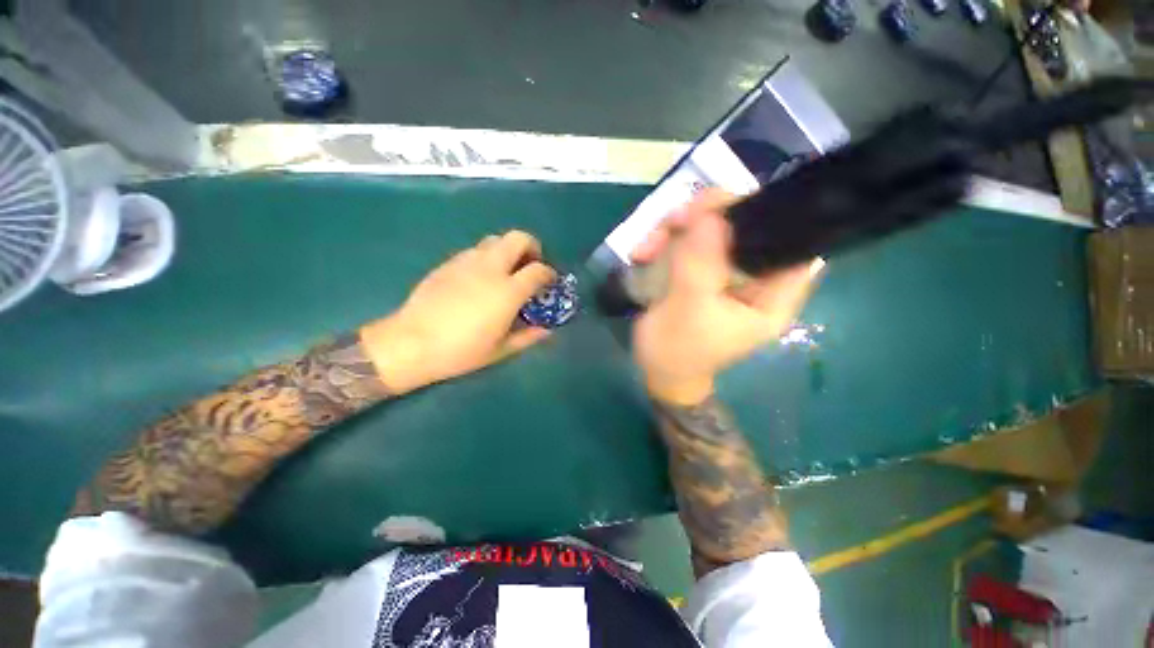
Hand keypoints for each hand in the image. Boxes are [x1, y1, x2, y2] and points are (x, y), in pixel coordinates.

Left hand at [360, 231, 555, 392]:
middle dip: (531, 246)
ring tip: (506, 271)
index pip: (538, 269)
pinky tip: (480, 278)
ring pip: (495, 239)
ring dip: (508, 250)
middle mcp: (490, 268)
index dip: (549, 273)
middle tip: (530, 264)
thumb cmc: (461, 351)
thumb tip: (546, 331)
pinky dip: (486, 257)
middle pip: (518, 238)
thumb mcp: (500, 350)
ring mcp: (467, 262)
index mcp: (507, 291)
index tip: (550, 281)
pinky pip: (475, 250)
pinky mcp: (448, 263)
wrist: (411, 343)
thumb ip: (528, 337)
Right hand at [632, 190, 823, 404]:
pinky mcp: (700, 273)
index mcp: (770, 297)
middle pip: (745, 228)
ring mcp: (724, 274)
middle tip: (675, 220)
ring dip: (675, 230)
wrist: (655, 371)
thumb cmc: (677, 351)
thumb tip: (712, 214)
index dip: (770, 216)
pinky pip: (687, 243)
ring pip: (711, 231)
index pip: (792, 245)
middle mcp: (753, 280)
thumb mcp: (688, 311)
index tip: (728, 205)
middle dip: (708, 218)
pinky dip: (664, 242)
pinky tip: (642, 253)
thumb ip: (701, 265)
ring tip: (645, 247)